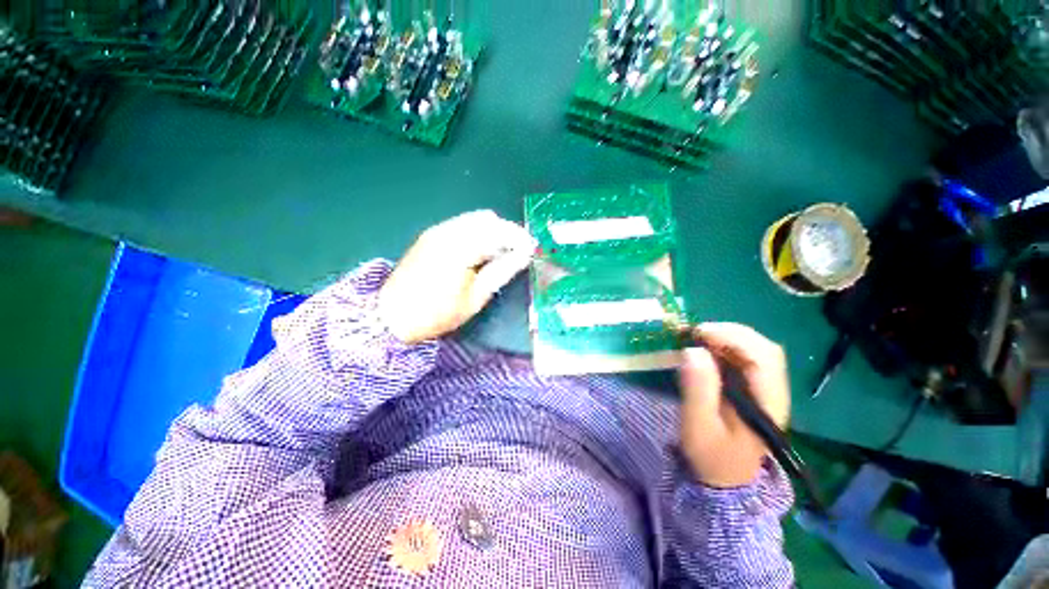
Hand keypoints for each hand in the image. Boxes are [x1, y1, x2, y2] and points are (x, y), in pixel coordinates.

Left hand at [378, 210, 534, 343]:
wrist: (392, 316)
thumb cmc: (437, 314)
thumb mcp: (475, 298)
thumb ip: (502, 271)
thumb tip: (524, 256)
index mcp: (459, 248)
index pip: (498, 232)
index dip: (519, 238)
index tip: (532, 249)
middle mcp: (447, 231)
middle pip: (487, 219)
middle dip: (507, 232)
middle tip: (518, 253)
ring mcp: (437, 231)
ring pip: (475, 219)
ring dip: (493, 232)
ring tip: (501, 254)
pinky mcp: (431, 235)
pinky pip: (462, 225)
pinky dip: (478, 233)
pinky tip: (481, 252)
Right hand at [678, 323, 790, 487]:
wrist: (726, 479)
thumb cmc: (711, 456)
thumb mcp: (698, 427)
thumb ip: (698, 390)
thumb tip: (692, 351)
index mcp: (767, 403)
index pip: (764, 358)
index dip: (734, 337)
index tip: (699, 333)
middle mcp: (773, 392)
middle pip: (764, 349)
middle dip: (729, 333)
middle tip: (695, 333)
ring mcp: (766, 390)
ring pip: (756, 350)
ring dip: (727, 338)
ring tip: (698, 339)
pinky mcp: (754, 389)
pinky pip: (745, 358)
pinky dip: (725, 347)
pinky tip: (706, 350)